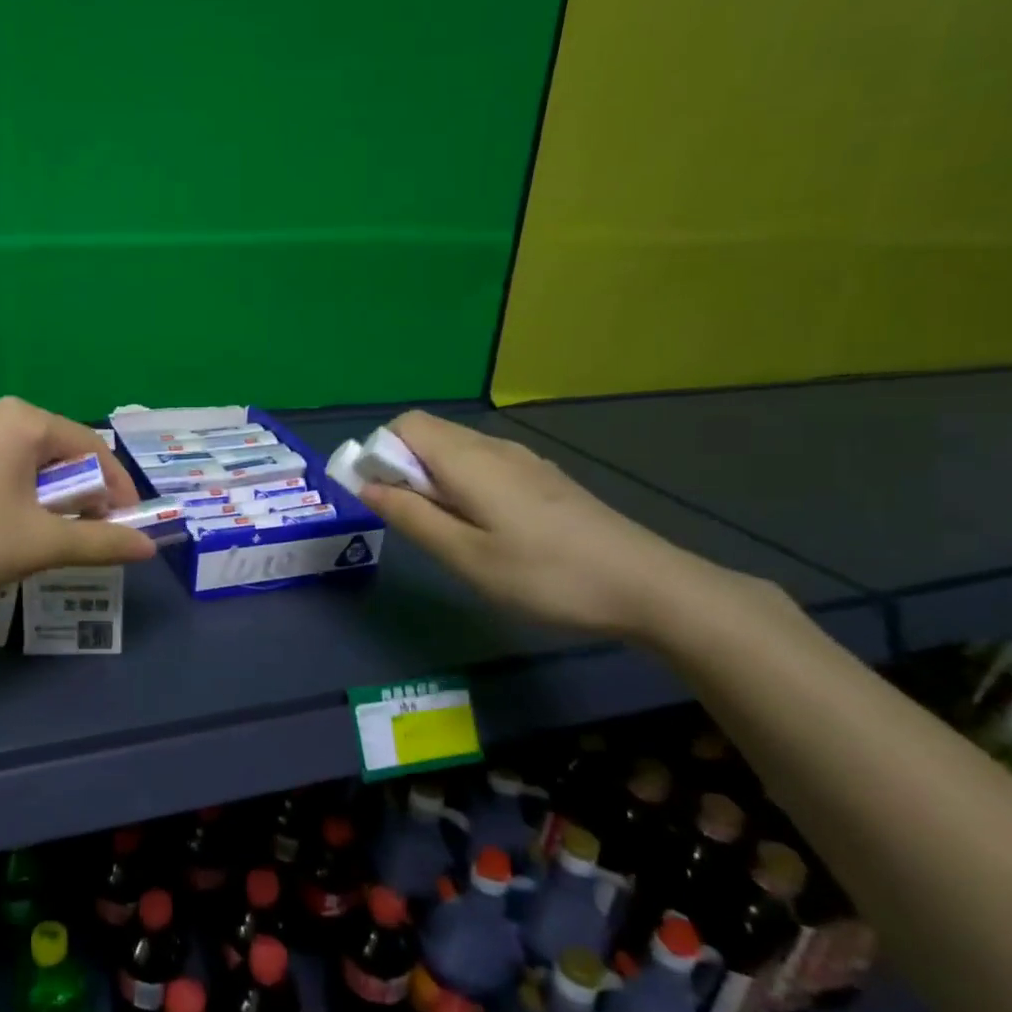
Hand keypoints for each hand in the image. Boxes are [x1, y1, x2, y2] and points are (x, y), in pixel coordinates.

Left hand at [0, 397, 157, 617]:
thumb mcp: (41, 544)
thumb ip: (101, 542)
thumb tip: (149, 548)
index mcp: (22, 419)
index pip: (92, 448)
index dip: (117, 490)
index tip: (130, 528)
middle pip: (60, 451)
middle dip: (84, 494)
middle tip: (94, 535)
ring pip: (29, 461)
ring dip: (53, 498)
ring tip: (56, 537)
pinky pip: (0, 467)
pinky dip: (21, 494)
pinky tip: (14, 527)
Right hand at [357, 411, 737, 638]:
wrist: (647, 586)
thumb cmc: (544, 575)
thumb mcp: (464, 556)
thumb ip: (410, 516)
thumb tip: (365, 485)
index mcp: (469, 459)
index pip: (405, 425)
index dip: (380, 452)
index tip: (382, 497)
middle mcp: (494, 447)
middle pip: (429, 433)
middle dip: (403, 467)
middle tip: (414, 521)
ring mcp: (524, 460)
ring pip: (457, 450)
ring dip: (434, 478)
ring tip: (449, 531)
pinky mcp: (543, 478)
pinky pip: (484, 464)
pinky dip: (463, 483)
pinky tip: (487, 529)